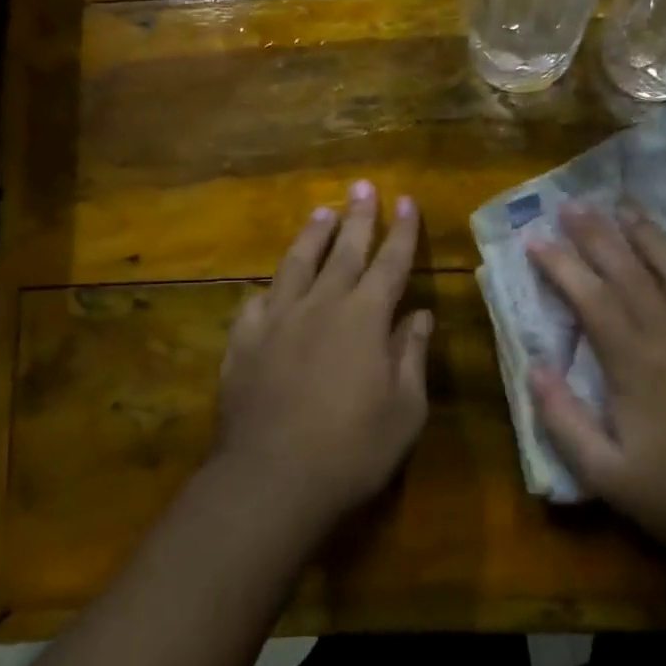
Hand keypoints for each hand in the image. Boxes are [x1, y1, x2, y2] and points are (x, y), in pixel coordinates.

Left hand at [212, 180, 433, 533]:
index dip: (401, 231)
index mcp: (365, 318)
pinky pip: (257, 303)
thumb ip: (412, 356)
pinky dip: (269, 289)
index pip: (390, 263)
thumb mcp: (405, 410)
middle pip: (344, 251)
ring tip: (322, 211)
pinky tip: (270, 285)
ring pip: (297, 264)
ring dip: (312, 236)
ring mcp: (277, 321)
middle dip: (358, 217)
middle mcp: (321, 306)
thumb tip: (422, 316)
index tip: (406, 201)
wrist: (271, 479)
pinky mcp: (244, 343)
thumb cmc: (352, 450)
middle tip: (363, 186)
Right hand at [527, 203, 665, 557]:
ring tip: (626, 207)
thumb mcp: (604, 474)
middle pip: (631, 272)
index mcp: (636, 364)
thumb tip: (535, 367)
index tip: (536, 240)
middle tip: (574, 204)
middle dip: (598, 235)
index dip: (561, 265)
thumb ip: (563, 419)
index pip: (591, 298)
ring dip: (651, 235)